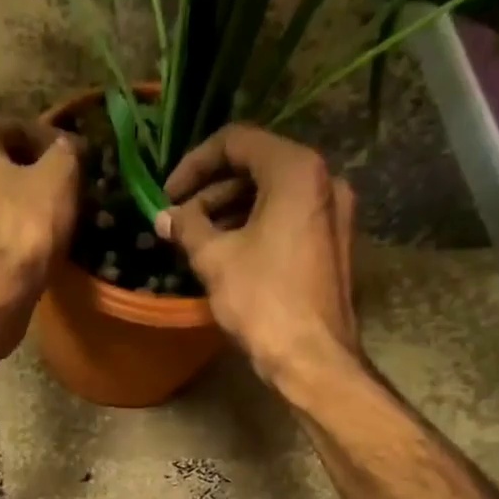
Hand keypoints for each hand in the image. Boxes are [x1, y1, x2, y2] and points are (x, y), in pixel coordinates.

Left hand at [0, 116, 81, 293]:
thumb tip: (67, 147)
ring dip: (9, 203)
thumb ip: (65, 151)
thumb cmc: (23, 225)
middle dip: (25, 174)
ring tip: (42, 219)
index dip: (51, 144)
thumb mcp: (59, 177)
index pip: (16, 129)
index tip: (76, 160)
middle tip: (59, 190)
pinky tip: (21, 244)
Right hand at [155, 124, 358, 385]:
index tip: (168, 194)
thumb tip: (165, 217)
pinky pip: (287, 218)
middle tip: (179, 220)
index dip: (194, 163)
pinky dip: (255, 227)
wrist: (313, 357)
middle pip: (257, 166)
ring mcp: (333, 212)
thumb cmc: (263, 301)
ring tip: (196, 239)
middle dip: (211, 191)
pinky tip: (227, 253)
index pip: (237, 141)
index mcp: (296, 170)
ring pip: (272, 195)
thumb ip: (187, 227)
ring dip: (230, 210)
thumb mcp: (215, 259)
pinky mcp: (333, 242)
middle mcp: (323, 180)